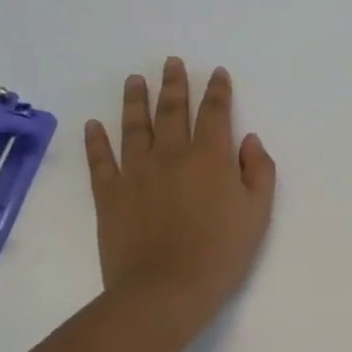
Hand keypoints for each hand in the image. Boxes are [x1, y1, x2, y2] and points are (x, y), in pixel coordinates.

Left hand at [84, 58, 276, 340]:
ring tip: (134, 80)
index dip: (217, 90)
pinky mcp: (109, 194)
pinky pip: (101, 160)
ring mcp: (135, 172)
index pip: (215, 112)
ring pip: (134, 126)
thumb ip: (258, 171)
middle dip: (174, 83)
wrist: (165, 290)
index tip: (217, 73)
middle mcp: (171, 154)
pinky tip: (93, 125)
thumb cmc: (221, 252)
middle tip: (171, 62)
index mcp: (210, 156)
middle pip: (172, 110)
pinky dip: (96, 140)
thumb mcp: (258, 213)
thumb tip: (249, 140)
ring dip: (135, 100)